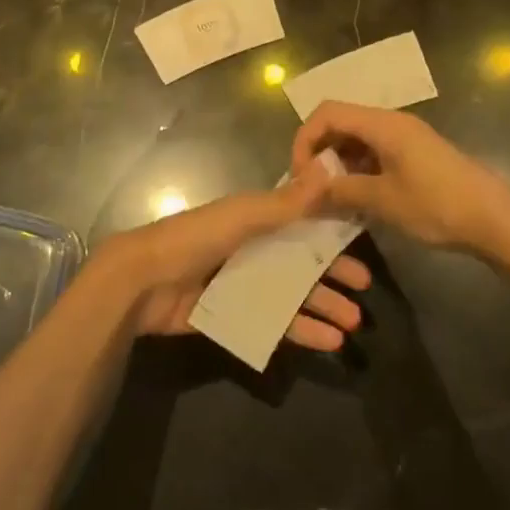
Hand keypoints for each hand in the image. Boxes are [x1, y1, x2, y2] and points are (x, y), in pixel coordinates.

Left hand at [90, 166, 370, 352]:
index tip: (362, 244)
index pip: (302, 221)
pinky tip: (327, 342)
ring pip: (292, 294)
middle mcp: (251, 248)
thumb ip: (287, 202)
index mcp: (253, 218)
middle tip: (365, 291)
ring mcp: (242, 283)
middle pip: (300, 261)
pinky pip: (274, 322)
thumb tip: (329, 167)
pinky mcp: (233, 315)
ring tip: (353, 323)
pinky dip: (301, 331)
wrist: (144, 282)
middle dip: (332, 275)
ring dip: (322, 306)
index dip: (331, 231)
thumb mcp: (244, 216)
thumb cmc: (196, 238)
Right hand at [293, 102, 509, 267]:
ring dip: (339, 166)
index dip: (305, 139)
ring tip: (331, 201)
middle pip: (341, 123)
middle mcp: (391, 122)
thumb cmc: (438, 205)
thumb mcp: (383, 201)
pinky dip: (359, 172)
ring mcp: (405, 138)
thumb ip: (341, 190)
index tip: (300, 176)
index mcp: (382, 124)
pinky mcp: (416, 156)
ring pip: (357, 141)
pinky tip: (358, 201)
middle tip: (312, 190)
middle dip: (320, 154)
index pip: (327, 113)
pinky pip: (375, 154)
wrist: (496, 220)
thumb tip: (307, 190)